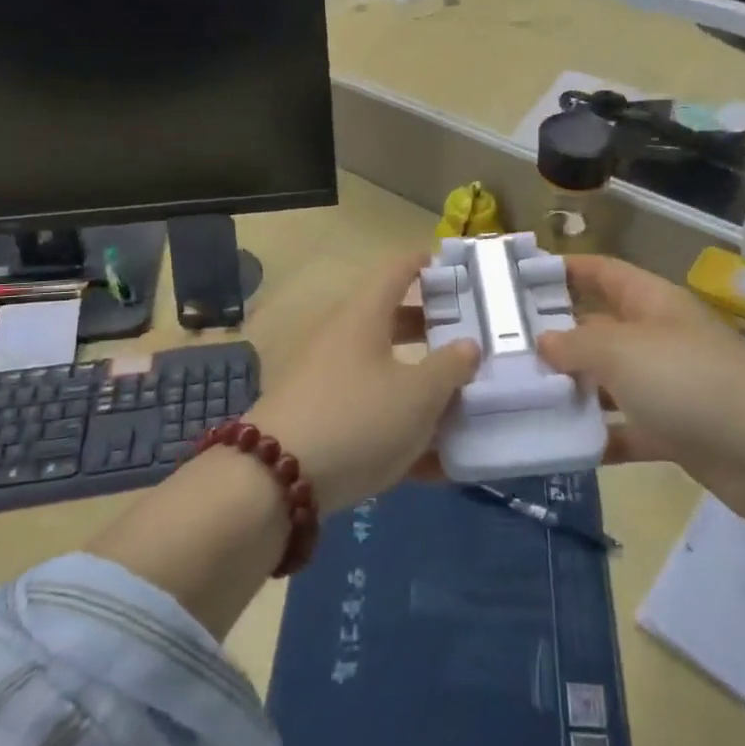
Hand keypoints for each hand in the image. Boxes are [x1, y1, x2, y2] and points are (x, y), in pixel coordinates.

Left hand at [246, 254, 480, 514]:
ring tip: (463, 402)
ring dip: (422, 383)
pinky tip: (437, 462)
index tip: (457, 269)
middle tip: (470, 338)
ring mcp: (328, 381)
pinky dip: (403, 427)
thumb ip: (450, 368)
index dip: (426, 264)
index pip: (397, 270)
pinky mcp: (322, 421)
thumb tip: (468, 345)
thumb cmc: (358, 418)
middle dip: (432, 329)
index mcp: (365, 316)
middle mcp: (343, 339)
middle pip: (392, 322)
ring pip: (384, 371)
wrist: (275, 481)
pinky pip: (372, 413)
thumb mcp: (418, 395)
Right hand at [536, 255, 744, 489]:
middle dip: (556, 335)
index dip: (565, 269)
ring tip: (520, 395)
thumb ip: (576, 344)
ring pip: (608, 379)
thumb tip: (544, 341)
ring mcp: (668, 384)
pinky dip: (598, 435)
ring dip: (572, 388)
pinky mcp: (674, 430)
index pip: (602, 272)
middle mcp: (658, 336)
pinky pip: (625, 426)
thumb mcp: (622, 351)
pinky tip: (559, 445)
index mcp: (652, 302)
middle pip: (599, 327)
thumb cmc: (689, 381)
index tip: (520, 278)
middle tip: (504, 347)